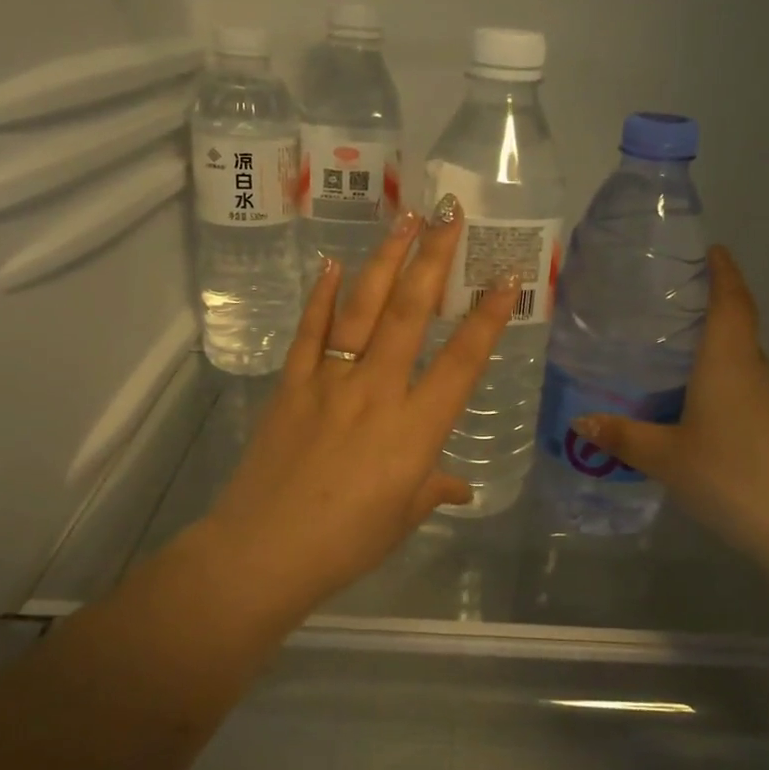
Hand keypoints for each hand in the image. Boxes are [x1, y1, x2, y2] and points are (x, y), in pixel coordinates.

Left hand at [197, 198, 517, 607]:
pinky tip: (333, 263)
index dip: (487, 319)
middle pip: (410, 314)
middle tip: (450, 216)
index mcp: (415, 429)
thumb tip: (460, 487)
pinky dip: (322, 296)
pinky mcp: (291, 385)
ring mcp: (330, 382)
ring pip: (362, 309)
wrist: (263, 552)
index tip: (505, 279)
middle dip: (433, 260)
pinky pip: (310, 332)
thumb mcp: (401, 519)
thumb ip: (433, 490)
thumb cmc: (345, 543)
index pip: (462, 363)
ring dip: (385, 260)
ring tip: (404, 219)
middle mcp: (377, 392)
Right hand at [573, 246, 768, 581]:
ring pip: (743, 371)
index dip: (723, 271)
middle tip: (664, 320)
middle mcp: (760, 373)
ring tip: (672, 373)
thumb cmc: (734, 476)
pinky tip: (702, 424)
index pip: (731, 301)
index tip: (712, 249)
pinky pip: (751, 401)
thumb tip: (580, 421)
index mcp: (730, 362)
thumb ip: (623, 437)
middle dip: (707, 319)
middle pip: (736, 333)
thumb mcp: (666, 457)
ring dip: (714, 364)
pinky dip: (725, 398)